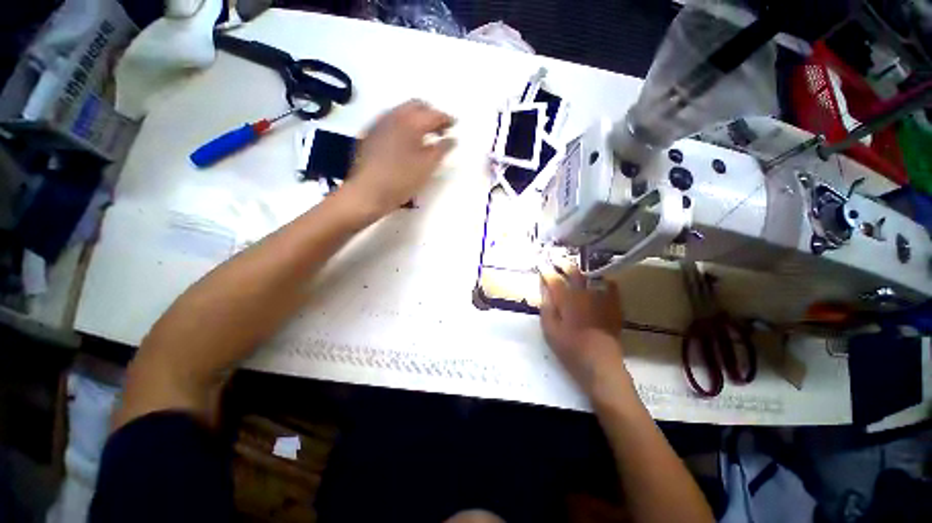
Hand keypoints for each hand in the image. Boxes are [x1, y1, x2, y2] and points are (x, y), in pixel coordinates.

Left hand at [341, 100, 455, 218]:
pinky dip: (403, 126)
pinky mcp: (370, 134)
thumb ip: (442, 149)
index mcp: (410, 122)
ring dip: (416, 119)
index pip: (434, 114)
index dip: (447, 119)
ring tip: (425, 136)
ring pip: (402, 112)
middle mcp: (393, 115)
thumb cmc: (402, 179)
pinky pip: (391, 121)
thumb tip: (452, 139)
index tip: (455, 125)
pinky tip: (405, 142)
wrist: (368, 192)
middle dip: (431, 114)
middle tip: (440, 129)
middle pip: (416, 106)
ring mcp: (379, 123)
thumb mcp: (428, 166)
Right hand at [539, 265, 629, 400]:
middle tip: (556, 259)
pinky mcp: (613, 307)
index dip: (547, 271)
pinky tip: (601, 279)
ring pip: (592, 277)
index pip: (554, 280)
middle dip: (564, 263)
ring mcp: (601, 300)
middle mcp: (584, 295)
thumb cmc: (570, 349)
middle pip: (574, 273)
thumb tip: (545, 288)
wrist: (600, 365)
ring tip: (575, 266)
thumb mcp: (550, 330)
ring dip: (581, 269)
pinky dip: (605, 281)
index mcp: (567, 300)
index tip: (541, 265)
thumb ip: (547, 306)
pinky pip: (611, 287)